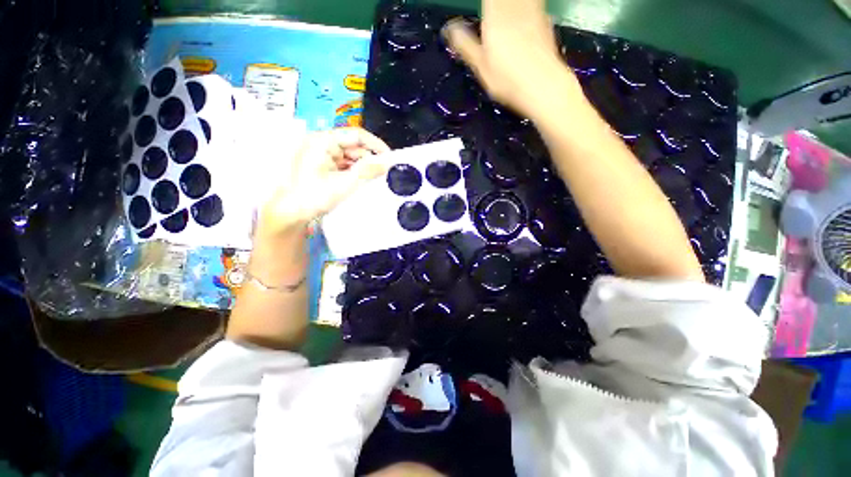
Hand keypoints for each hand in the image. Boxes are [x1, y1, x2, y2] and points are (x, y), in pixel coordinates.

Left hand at [257, 127, 390, 240]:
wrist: (292, 213)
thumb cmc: (315, 196)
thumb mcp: (345, 184)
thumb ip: (367, 171)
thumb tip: (388, 162)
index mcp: (323, 141)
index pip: (356, 135)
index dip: (376, 145)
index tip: (391, 158)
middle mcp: (322, 143)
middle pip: (354, 146)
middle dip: (369, 159)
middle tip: (385, 173)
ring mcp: (323, 155)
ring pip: (351, 157)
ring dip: (363, 167)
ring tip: (375, 179)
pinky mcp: (324, 166)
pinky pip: (345, 165)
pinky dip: (355, 172)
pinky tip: (363, 182)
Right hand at [443, 0, 583, 120]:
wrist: (543, 86)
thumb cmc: (508, 81)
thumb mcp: (481, 67)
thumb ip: (465, 45)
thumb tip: (449, 29)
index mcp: (495, 16)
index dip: (485, 3)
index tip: (479, 8)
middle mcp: (514, 8)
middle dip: (495, 4)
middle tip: (488, 11)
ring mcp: (533, 13)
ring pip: (519, 0)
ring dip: (508, 5)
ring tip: (502, 12)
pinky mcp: (545, 22)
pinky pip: (533, 4)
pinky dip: (525, 6)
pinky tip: (522, 12)